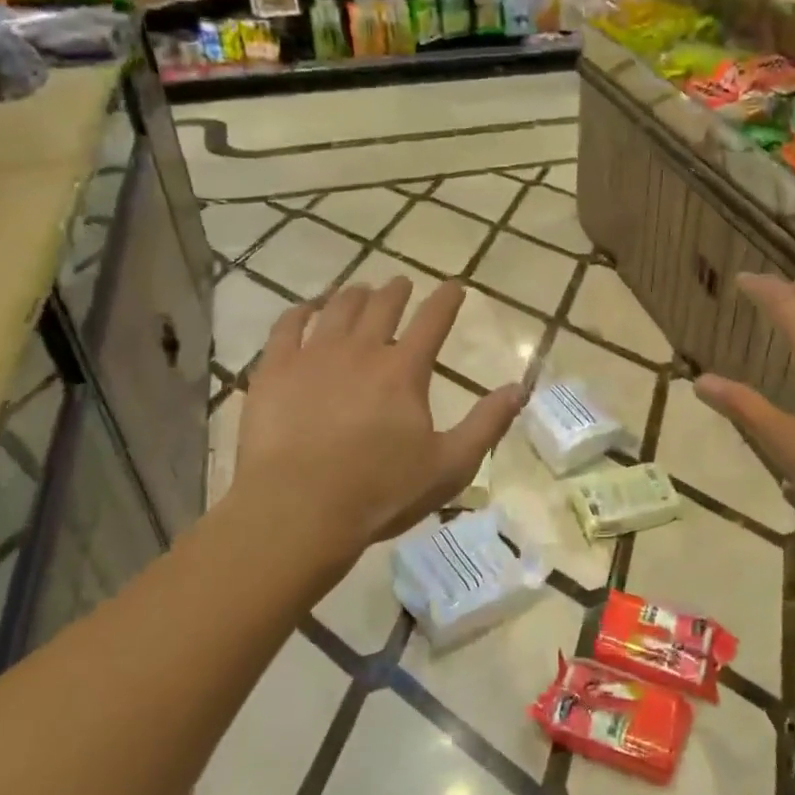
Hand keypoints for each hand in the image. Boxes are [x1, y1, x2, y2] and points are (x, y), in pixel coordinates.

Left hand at [228, 277, 523, 561]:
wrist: (298, 510)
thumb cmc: (381, 492)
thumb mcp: (450, 465)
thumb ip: (487, 423)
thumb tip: (519, 388)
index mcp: (404, 370)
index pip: (432, 320)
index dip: (446, 300)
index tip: (455, 287)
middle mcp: (361, 350)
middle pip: (382, 305)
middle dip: (397, 290)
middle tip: (402, 284)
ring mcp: (313, 356)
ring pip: (337, 308)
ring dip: (354, 294)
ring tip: (361, 290)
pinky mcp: (274, 370)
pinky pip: (288, 325)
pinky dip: (303, 310)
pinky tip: (309, 308)